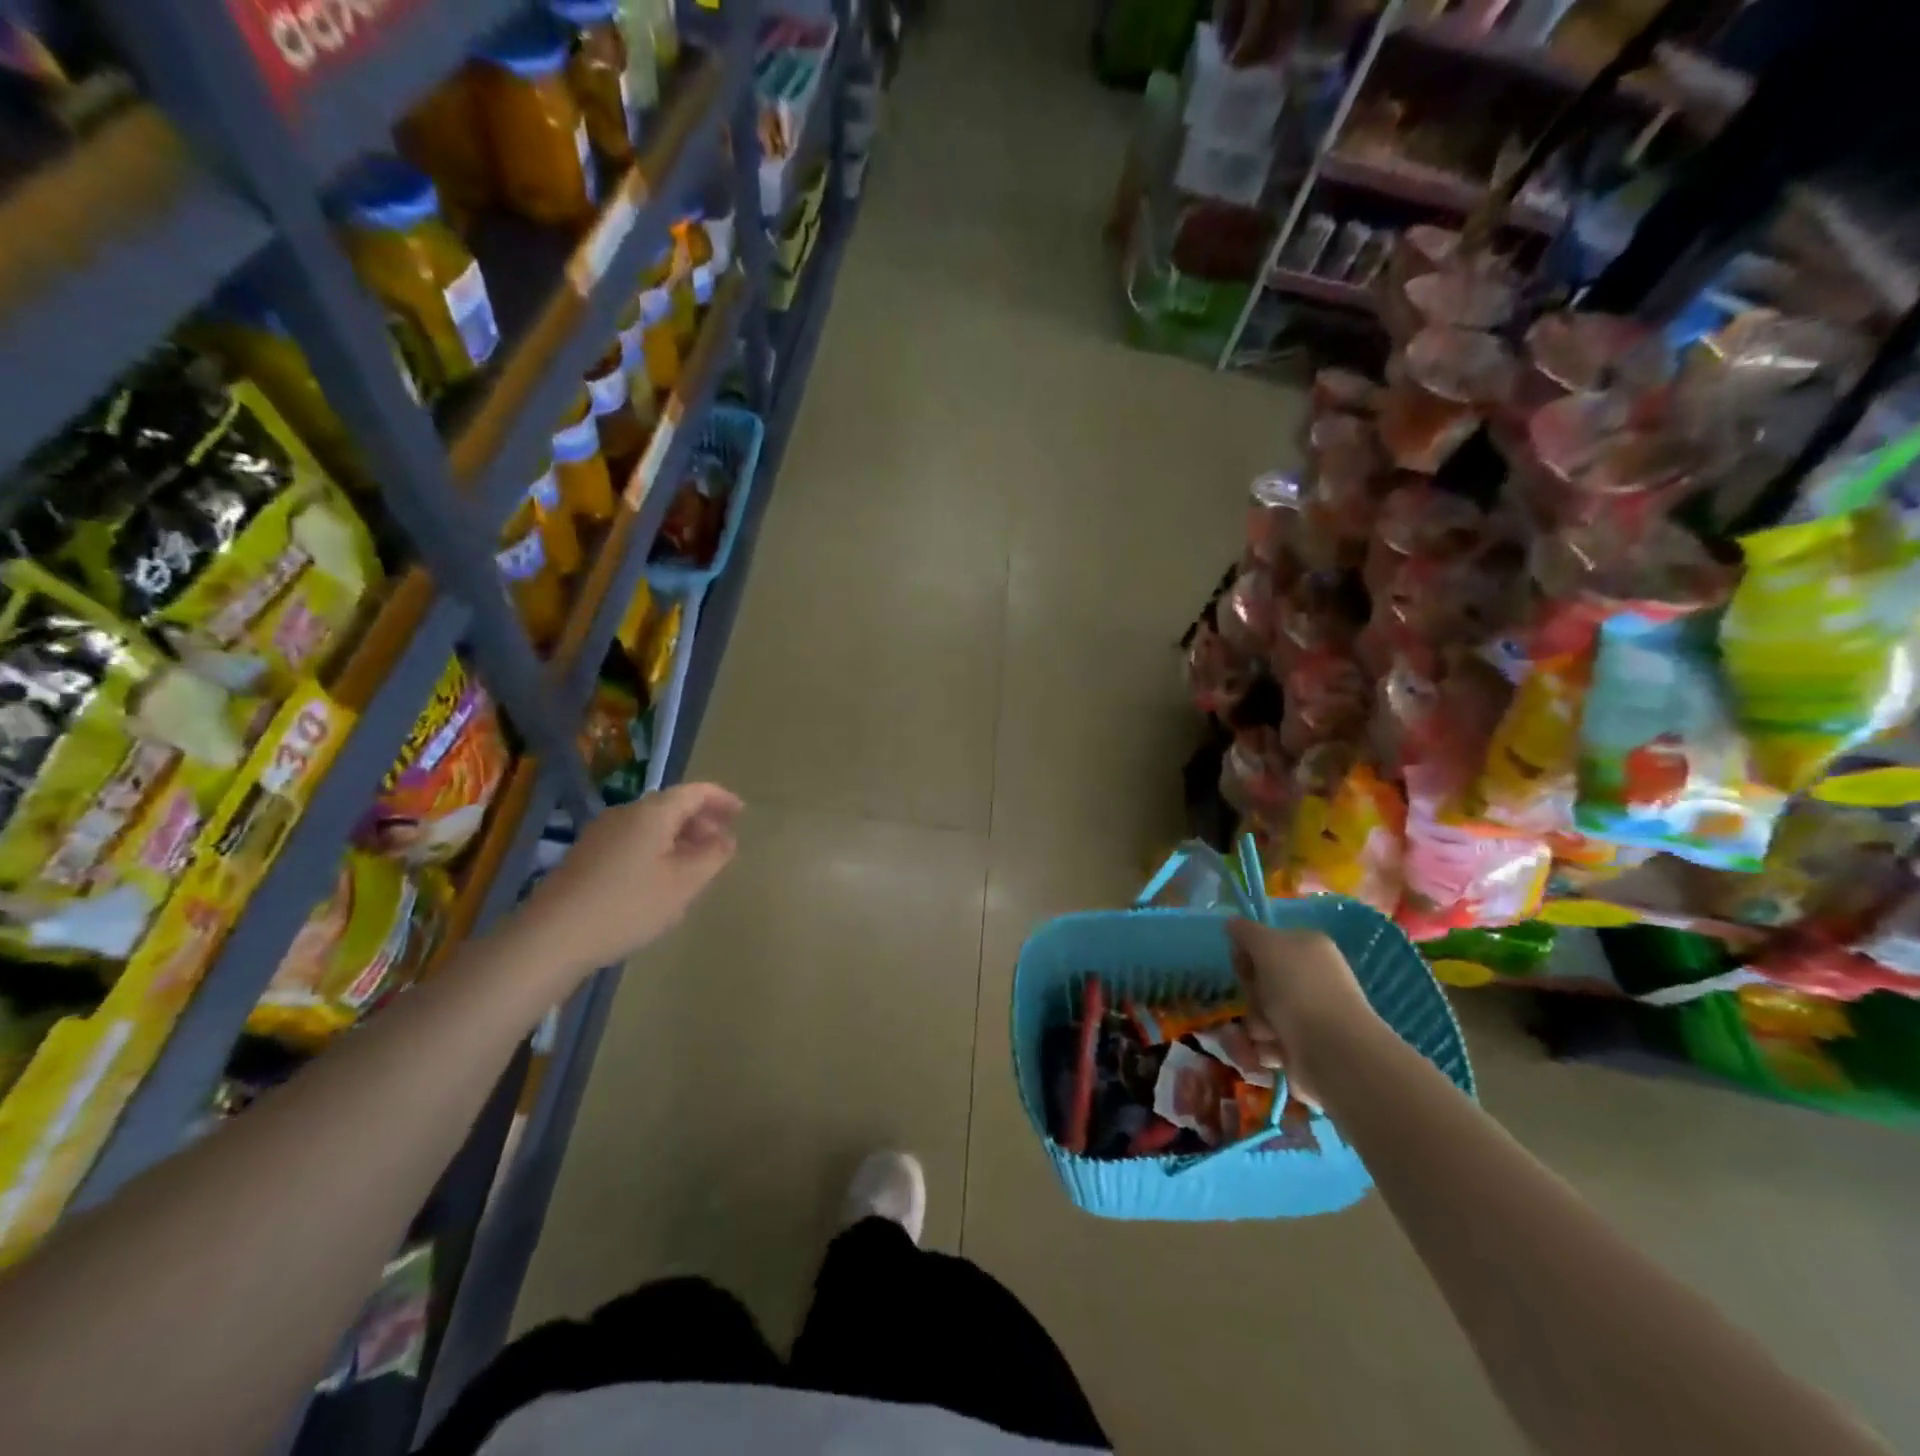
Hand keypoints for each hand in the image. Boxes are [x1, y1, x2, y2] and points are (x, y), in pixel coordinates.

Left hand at [511, 783, 741, 978]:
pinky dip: (657, 849)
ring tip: (696, 865)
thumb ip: (713, 856)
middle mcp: (626, 813)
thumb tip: (726, 839)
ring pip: (652, 825)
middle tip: (722, 843)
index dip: (721, 799)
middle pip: (672, 806)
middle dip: (701, 820)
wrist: (552, 936)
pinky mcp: (586, 856)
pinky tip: (660, 879)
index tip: (741, 814)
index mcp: (653, 812)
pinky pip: (633, 840)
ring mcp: (602, 833)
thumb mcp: (685, 883)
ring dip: (679, 837)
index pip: (695, 792)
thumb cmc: (629, 905)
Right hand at [1227, 921, 1382, 1106]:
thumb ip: (1246, 931)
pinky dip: (1263, 1049)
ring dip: (1254, 1025)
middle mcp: (1309, 978)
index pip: (1263, 945)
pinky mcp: (1302, 1048)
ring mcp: (1306, 1014)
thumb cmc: (1299, 990)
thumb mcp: (1266, 945)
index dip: (1246, 956)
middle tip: (1260, 1002)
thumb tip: (1232, 924)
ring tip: (1268, 1035)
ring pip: (1258, 1014)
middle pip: (1257, 982)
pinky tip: (1273, 1053)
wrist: (1333, 1052)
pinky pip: (1265, 1044)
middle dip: (1250, 995)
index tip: (1245, 968)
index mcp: (1306, 948)